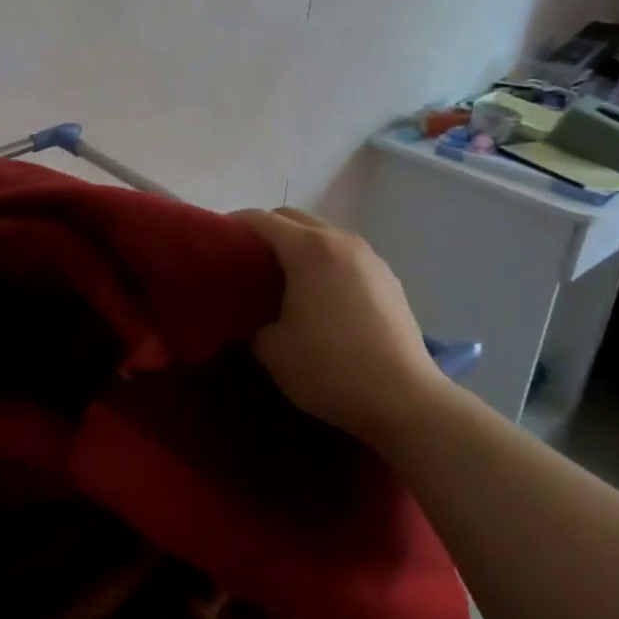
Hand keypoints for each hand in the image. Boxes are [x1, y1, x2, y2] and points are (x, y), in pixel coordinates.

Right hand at [234, 207, 444, 448]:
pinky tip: (318, 295)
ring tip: (281, 278)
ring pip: (322, 234)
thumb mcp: (271, 349)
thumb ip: (250, 320)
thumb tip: (249, 313)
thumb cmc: (330, 369)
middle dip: (265, 231)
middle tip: (245, 261)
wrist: (404, 400)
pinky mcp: (388, 278)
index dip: (232, 226)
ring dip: (297, 245)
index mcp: (308, 249)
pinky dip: (323, 261)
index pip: (260, 220)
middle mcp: (340, 240)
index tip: (214, 245)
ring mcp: (369, 257)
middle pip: (293, 218)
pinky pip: (344, 255)